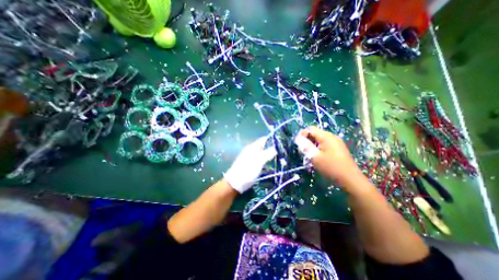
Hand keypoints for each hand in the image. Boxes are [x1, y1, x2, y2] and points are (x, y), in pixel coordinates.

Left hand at [226, 137, 278, 192]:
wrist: (235, 182)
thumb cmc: (247, 171)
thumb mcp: (259, 162)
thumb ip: (267, 154)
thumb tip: (275, 149)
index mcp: (252, 148)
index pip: (262, 140)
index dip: (270, 140)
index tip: (279, 142)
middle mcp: (250, 150)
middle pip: (261, 146)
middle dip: (269, 147)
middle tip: (279, 151)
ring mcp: (248, 157)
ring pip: (260, 152)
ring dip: (267, 154)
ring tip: (275, 157)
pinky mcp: (248, 163)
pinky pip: (258, 158)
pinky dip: (263, 159)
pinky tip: (267, 163)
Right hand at [293, 127, 361, 183]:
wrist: (350, 179)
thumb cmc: (330, 167)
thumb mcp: (315, 156)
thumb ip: (305, 146)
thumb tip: (297, 138)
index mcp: (326, 136)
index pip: (310, 129)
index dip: (302, 134)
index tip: (298, 144)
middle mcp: (331, 136)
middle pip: (314, 134)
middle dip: (306, 141)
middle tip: (302, 152)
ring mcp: (335, 142)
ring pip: (318, 140)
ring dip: (311, 146)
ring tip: (308, 156)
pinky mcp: (337, 148)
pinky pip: (324, 144)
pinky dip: (317, 149)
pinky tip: (316, 157)